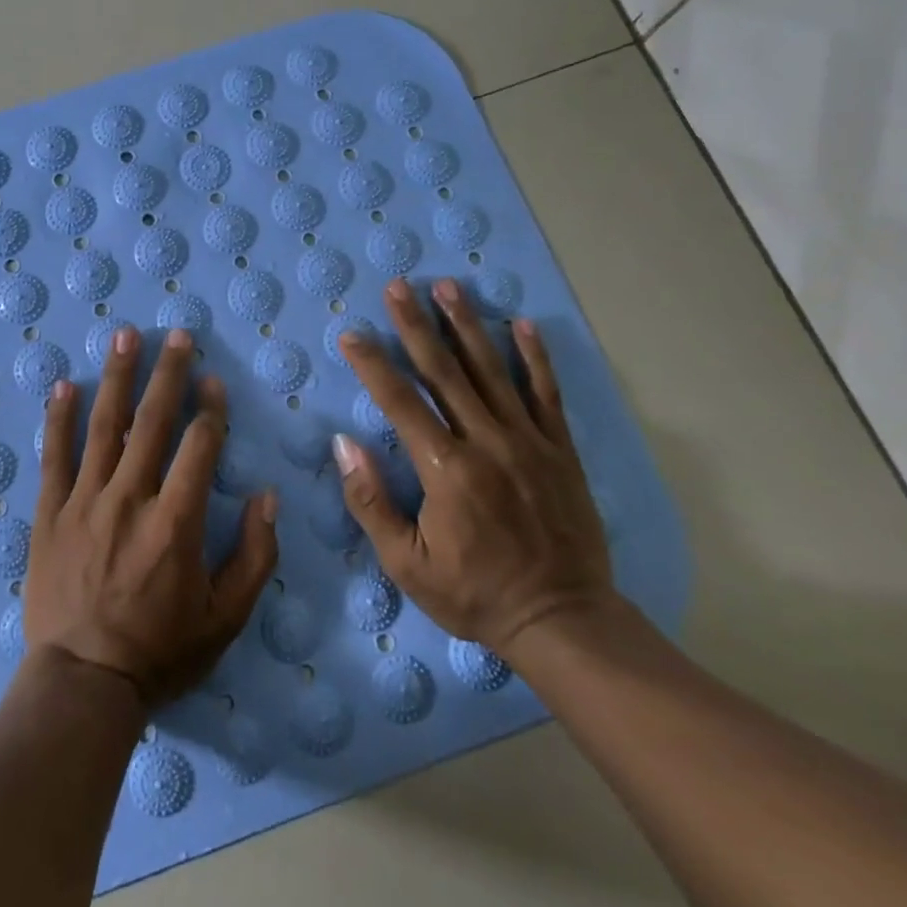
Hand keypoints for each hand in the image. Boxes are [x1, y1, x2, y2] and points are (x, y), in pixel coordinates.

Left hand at [26, 326, 279, 704]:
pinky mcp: (50, 513)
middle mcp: (130, 497)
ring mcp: (85, 501)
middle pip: (152, 422)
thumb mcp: (226, 618)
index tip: (213, 381)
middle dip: (168, 373)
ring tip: (126, 336)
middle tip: (177, 335)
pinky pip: (54, 456)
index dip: (210, 409)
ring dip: (117, 377)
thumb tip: (267, 497)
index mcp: (176, 520)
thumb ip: (254, 556)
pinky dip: (58, 418)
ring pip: (103, 426)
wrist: (82, 683)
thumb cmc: (160, 652)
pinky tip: (64, 385)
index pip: (198, 447)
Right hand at [334, 277, 614, 658]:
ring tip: (447, 286)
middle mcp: (486, 442)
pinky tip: (522, 324)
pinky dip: (535, 357)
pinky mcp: (559, 450)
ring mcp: (528, 441)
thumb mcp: (407, 564)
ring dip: (466, 325)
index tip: (352, 334)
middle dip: (415, 324)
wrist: (563, 621)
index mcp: (446, 469)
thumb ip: (371, 502)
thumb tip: (343, 444)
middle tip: (398, 285)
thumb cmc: (475, 594)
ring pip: (491, 371)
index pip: (400, 401)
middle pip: (444, 371)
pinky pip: (546, 394)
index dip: (373, 364)